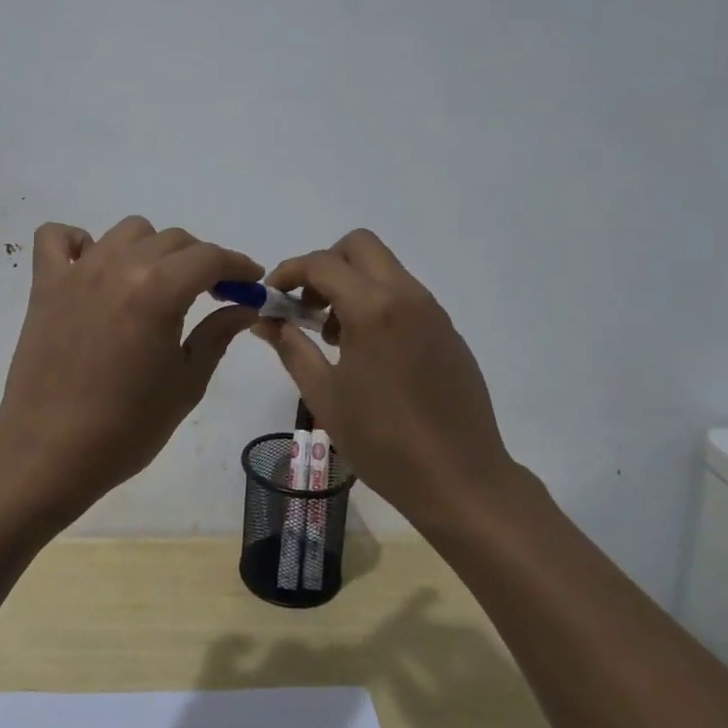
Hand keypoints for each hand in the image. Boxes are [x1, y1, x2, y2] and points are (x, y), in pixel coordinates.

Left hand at [0, 217, 262, 520]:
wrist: (49, 452)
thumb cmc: (127, 426)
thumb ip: (217, 334)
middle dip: (201, 260)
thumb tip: (245, 306)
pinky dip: (79, 243)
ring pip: (127, 231)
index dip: (238, 265)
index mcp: (158, 289)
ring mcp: (78, 271)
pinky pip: (57, 237)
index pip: (210, 257)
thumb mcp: (186, 382)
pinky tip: (93, 267)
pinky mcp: (45, 283)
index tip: (251, 281)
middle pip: (173, 240)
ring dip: (151, 248)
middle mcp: (119, 266)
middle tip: (211, 292)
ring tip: (155, 283)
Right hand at [252, 229, 521, 528]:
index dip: (289, 272)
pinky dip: (378, 302)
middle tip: (307, 307)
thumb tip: (265, 321)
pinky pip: (405, 295)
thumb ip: (291, 348)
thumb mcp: (324, 396)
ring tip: (335, 337)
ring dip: (352, 284)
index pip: (321, 263)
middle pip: (360, 246)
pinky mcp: (448, 331)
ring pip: (385, 268)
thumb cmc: (383, 442)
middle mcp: (406, 296)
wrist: (462, 480)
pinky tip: (370, 354)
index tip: (271, 297)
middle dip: (325, 265)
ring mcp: (432, 311)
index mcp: (373, 308)